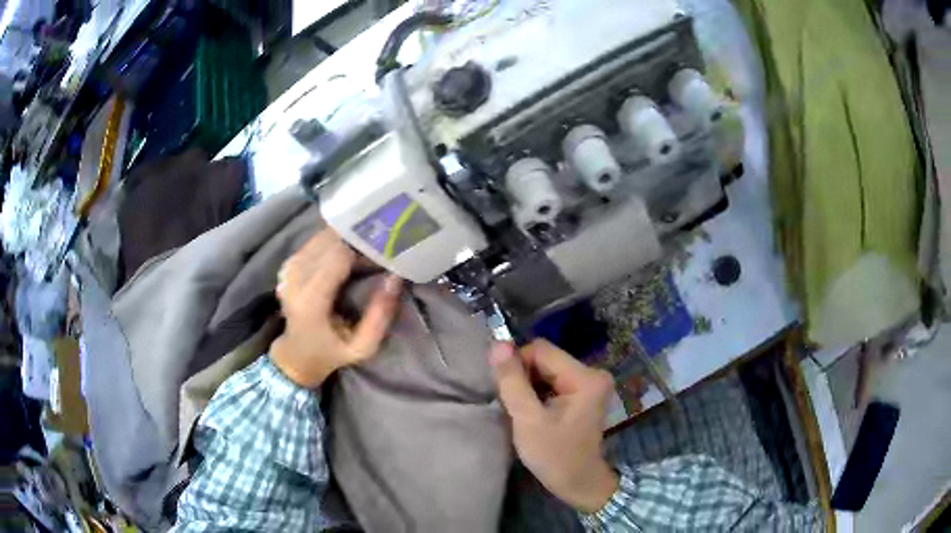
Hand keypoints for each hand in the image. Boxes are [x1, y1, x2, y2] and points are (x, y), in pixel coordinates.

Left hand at [271, 229, 402, 387]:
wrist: (296, 354)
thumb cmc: (332, 353)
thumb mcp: (363, 347)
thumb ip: (380, 316)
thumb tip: (395, 277)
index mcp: (311, 300)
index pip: (338, 256)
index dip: (364, 250)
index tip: (384, 256)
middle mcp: (295, 278)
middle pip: (330, 241)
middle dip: (357, 241)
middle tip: (379, 250)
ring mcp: (289, 269)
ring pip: (323, 237)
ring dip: (347, 240)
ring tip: (365, 252)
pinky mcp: (289, 264)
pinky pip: (315, 242)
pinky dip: (335, 243)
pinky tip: (347, 254)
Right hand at [490, 340, 618, 512]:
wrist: (578, 482)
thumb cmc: (553, 455)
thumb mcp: (527, 419)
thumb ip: (512, 381)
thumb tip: (498, 344)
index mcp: (585, 376)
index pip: (541, 350)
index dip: (517, 364)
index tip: (506, 391)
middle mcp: (592, 373)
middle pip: (545, 359)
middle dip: (524, 377)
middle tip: (513, 404)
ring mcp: (590, 383)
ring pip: (547, 369)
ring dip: (529, 385)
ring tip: (522, 410)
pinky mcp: (584, 393)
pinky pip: (553, 380)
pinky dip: (538, 392)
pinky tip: (533, 411)